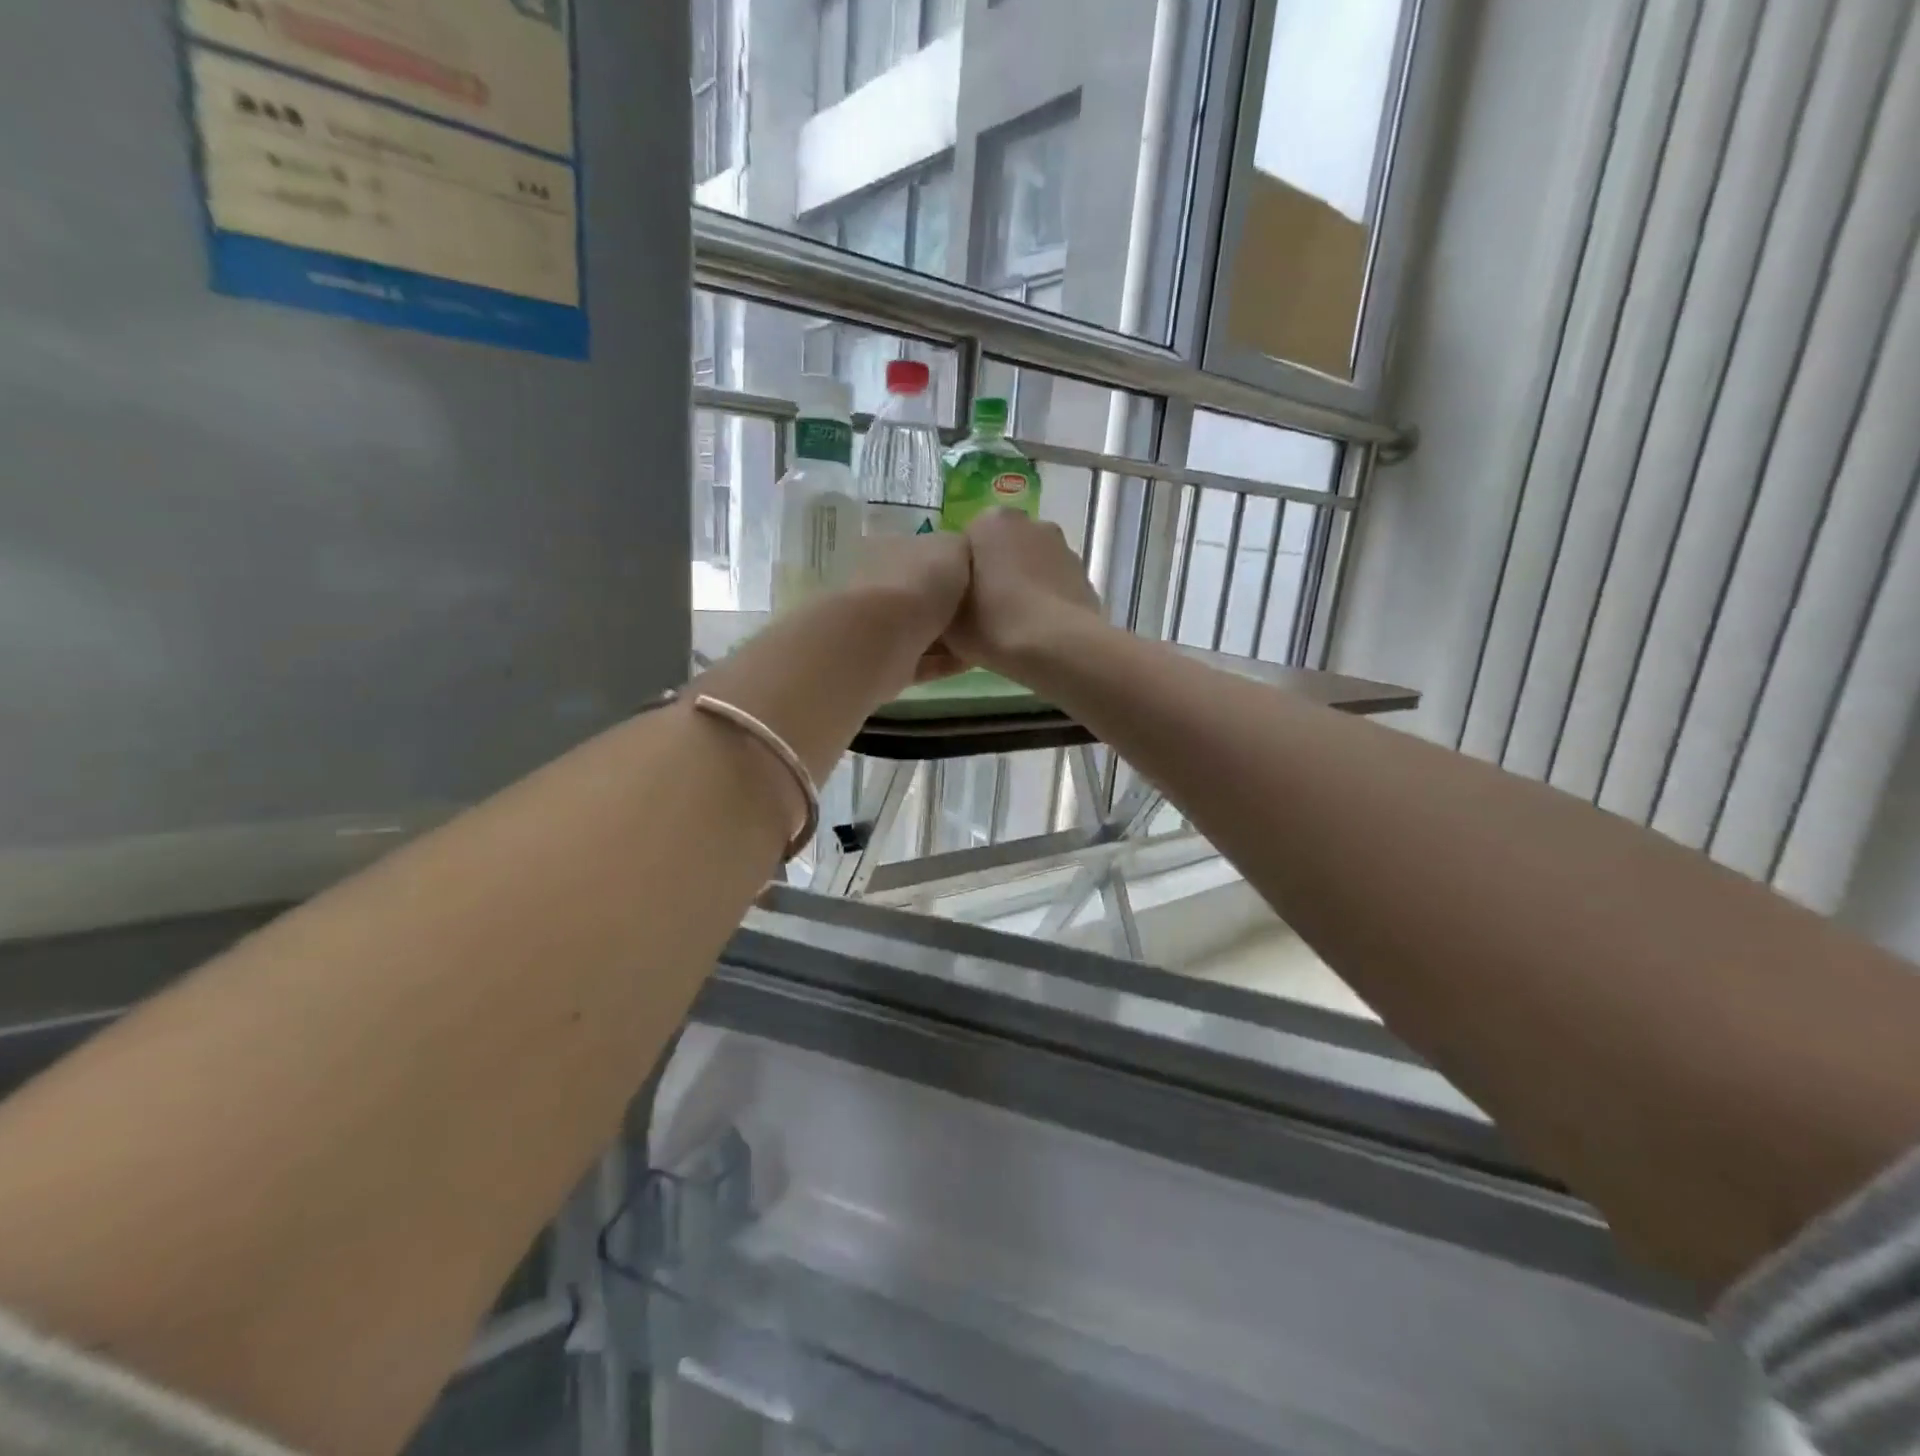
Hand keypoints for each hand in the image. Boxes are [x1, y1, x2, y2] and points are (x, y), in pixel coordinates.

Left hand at [848, 530, 971, 682]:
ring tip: (986, 639)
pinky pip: (923, 662)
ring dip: (951, 637)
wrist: (886, 637)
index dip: (953, 564)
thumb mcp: (953, 547)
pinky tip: (973, 661)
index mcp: (889, 550)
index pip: (922, 554)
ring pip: (922, 630)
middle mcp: (881, 586)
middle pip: (923, 594)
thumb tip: (966, 558)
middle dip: (952, 604)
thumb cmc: (920, 582)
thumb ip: (962, 549)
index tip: (982, 577)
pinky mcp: (887, 664)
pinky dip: (945, 662)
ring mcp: (881, 628)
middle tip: (989, 610)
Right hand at [948, 509, 1104, 676]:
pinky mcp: (1086, 577)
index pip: (969, 542)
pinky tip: (1040, 632)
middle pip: (1005, 548)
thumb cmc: (992, 624)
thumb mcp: (947, 618)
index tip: (962, 602)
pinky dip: (1048, 602)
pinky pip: (1056, 587)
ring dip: (1025, 586)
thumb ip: (943, 598)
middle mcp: (1031, 523)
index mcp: (990, 522)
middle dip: (998, 572)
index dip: (963, 573)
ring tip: (1015, 626)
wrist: (1056, 648)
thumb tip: (950, 598)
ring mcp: (1064, 549)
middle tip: (986, 612)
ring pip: (1034, 566)